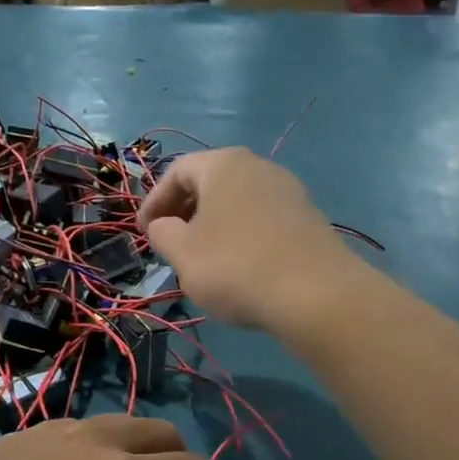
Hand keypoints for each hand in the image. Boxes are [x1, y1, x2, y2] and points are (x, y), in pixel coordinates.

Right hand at [138, 148, 359, 330]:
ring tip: (201, 257)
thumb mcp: (183, 254)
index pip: (176, 172)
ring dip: (213, 224)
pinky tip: (238, 266)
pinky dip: (240, 234)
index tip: (143, 232)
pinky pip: (261, 218)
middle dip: (184, 211)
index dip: (153, 202)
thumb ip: (162, 234)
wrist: (315, 294)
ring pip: (236, 201)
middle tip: (169, 242)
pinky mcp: (307, 217)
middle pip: (210, 182)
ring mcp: (288, 190)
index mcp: (223, 165)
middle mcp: (258, 166)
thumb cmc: (236, 268)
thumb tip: (162, 225)